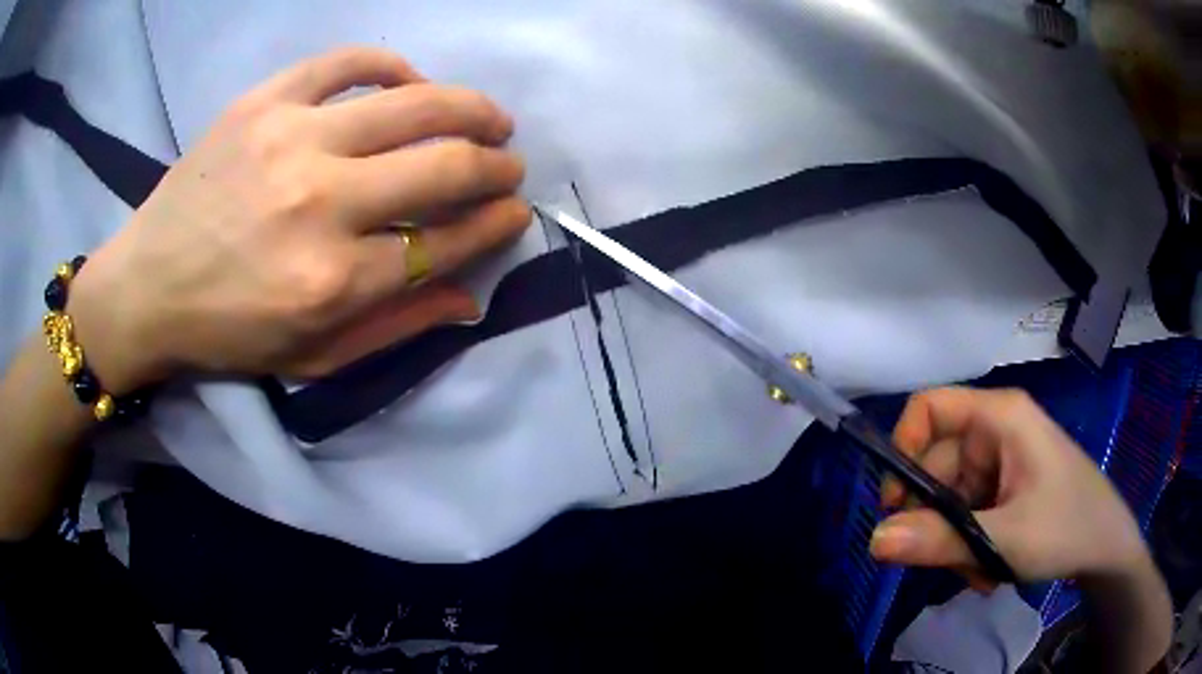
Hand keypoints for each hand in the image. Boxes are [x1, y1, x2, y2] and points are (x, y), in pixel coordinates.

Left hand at [67, 47, 529, 392]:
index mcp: (332, 281)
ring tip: (488, 116)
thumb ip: (396, 329)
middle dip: (495, 165)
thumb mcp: (312, 358)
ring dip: (470, 108)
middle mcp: (320, 204)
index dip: (495, 224)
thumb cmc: (227, 332)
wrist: (147, 287)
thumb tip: (470, 297)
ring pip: (413, 103)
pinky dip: (392, 65)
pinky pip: (347, 62)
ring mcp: (291, 139)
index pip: (445, 241)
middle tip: (508, 165)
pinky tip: (409, 80)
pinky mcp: (263, 102)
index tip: (515, 211)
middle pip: (443, 166)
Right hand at [870, 388, 1149, 586]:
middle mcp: (995, 431)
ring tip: (980, 572)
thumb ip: (939, 540)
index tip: (896, 505)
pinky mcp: (1004, 487)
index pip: (929, 408)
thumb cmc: (1066, 527)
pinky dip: (968, 545)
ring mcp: (1000, 461)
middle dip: (935, 520)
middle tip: (947, 561)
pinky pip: (966, 514)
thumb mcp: (1004, 540)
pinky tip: (989, 568)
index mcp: (999, 417)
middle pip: (935, 464)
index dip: (903, 448)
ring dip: (954, 542)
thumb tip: (873, 540)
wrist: (1106, 546)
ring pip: (948, 499)